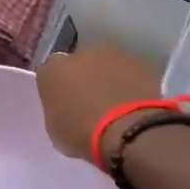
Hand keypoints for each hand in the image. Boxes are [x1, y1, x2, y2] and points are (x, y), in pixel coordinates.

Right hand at [35, 43, 163, 161]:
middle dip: (83, 78)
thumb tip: (67, 109)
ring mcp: (112, 55)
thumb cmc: (83, 134)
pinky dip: (130, 83)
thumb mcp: (56, 131)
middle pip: (78, 64)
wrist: (129, 129)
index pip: (49, 75)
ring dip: (108, 78)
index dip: (58, 89)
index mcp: (52, 71)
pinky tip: (134, 102)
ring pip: (106, 65)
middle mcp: (79, 54)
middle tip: (91, 103)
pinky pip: (129, 72)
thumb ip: (58, 112)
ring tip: (116, 103)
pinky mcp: (140, 62)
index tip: (65, 105)